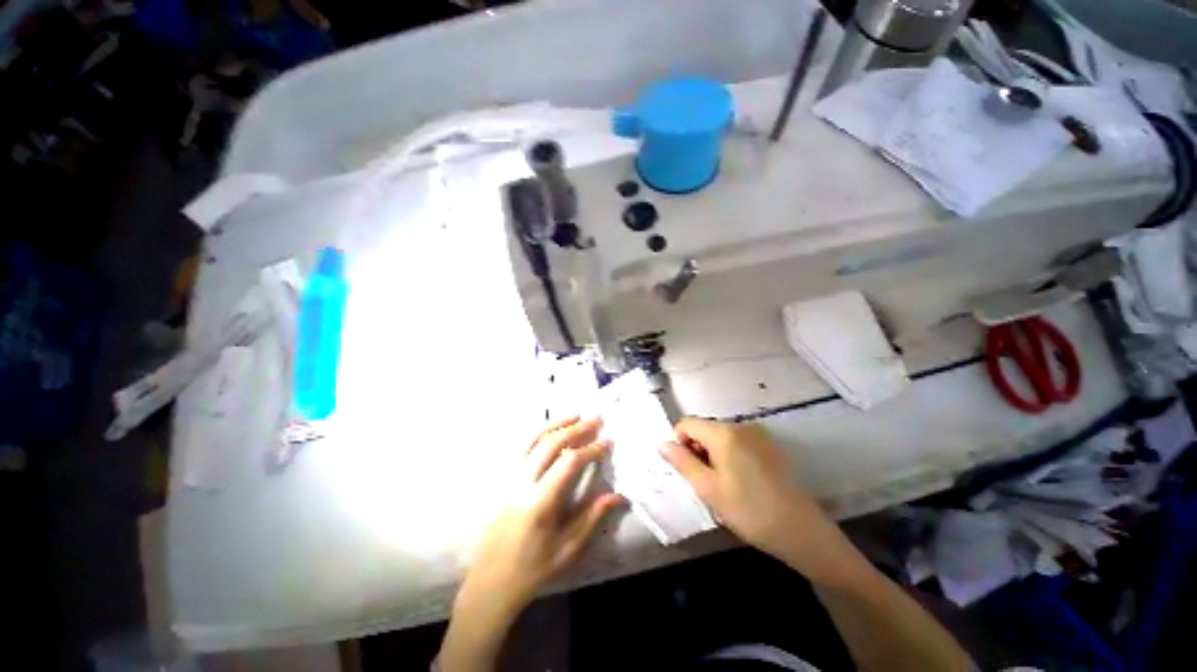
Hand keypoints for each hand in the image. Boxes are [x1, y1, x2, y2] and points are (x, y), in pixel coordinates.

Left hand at [441, 418, 624, 670]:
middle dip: (575, 429)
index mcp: (539, 502)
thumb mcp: (567, 549)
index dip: (590, 449)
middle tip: (595, 419)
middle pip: (550, 444)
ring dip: (555, 423)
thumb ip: (591, 517)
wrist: (490, 583)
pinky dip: (537, 432)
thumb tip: (617, 495)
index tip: (607, 441)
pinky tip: (549, 429)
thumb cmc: (532, 569)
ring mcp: (507, 478)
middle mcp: (521, 483)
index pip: (569, 463)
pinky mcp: (501, 480)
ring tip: (574, 415)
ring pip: (531, 439)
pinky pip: (519, 447)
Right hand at [660, 418, 859, 583]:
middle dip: (697, 449)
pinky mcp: (769, 444)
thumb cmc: (749, 511)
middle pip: (704, 428)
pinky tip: (741, 481)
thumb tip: (664, 444)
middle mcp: (740, 425)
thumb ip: (682, 462)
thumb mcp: (708, 489)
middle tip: (706, 481)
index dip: (679, 443)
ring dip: (713, 454)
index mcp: (723, 432)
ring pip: (720, 436)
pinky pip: (737, 441)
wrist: (802, 531)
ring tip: (724, 484)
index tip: (688, 469)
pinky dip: (730, 455)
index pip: (687, 423)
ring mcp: (758, 433)